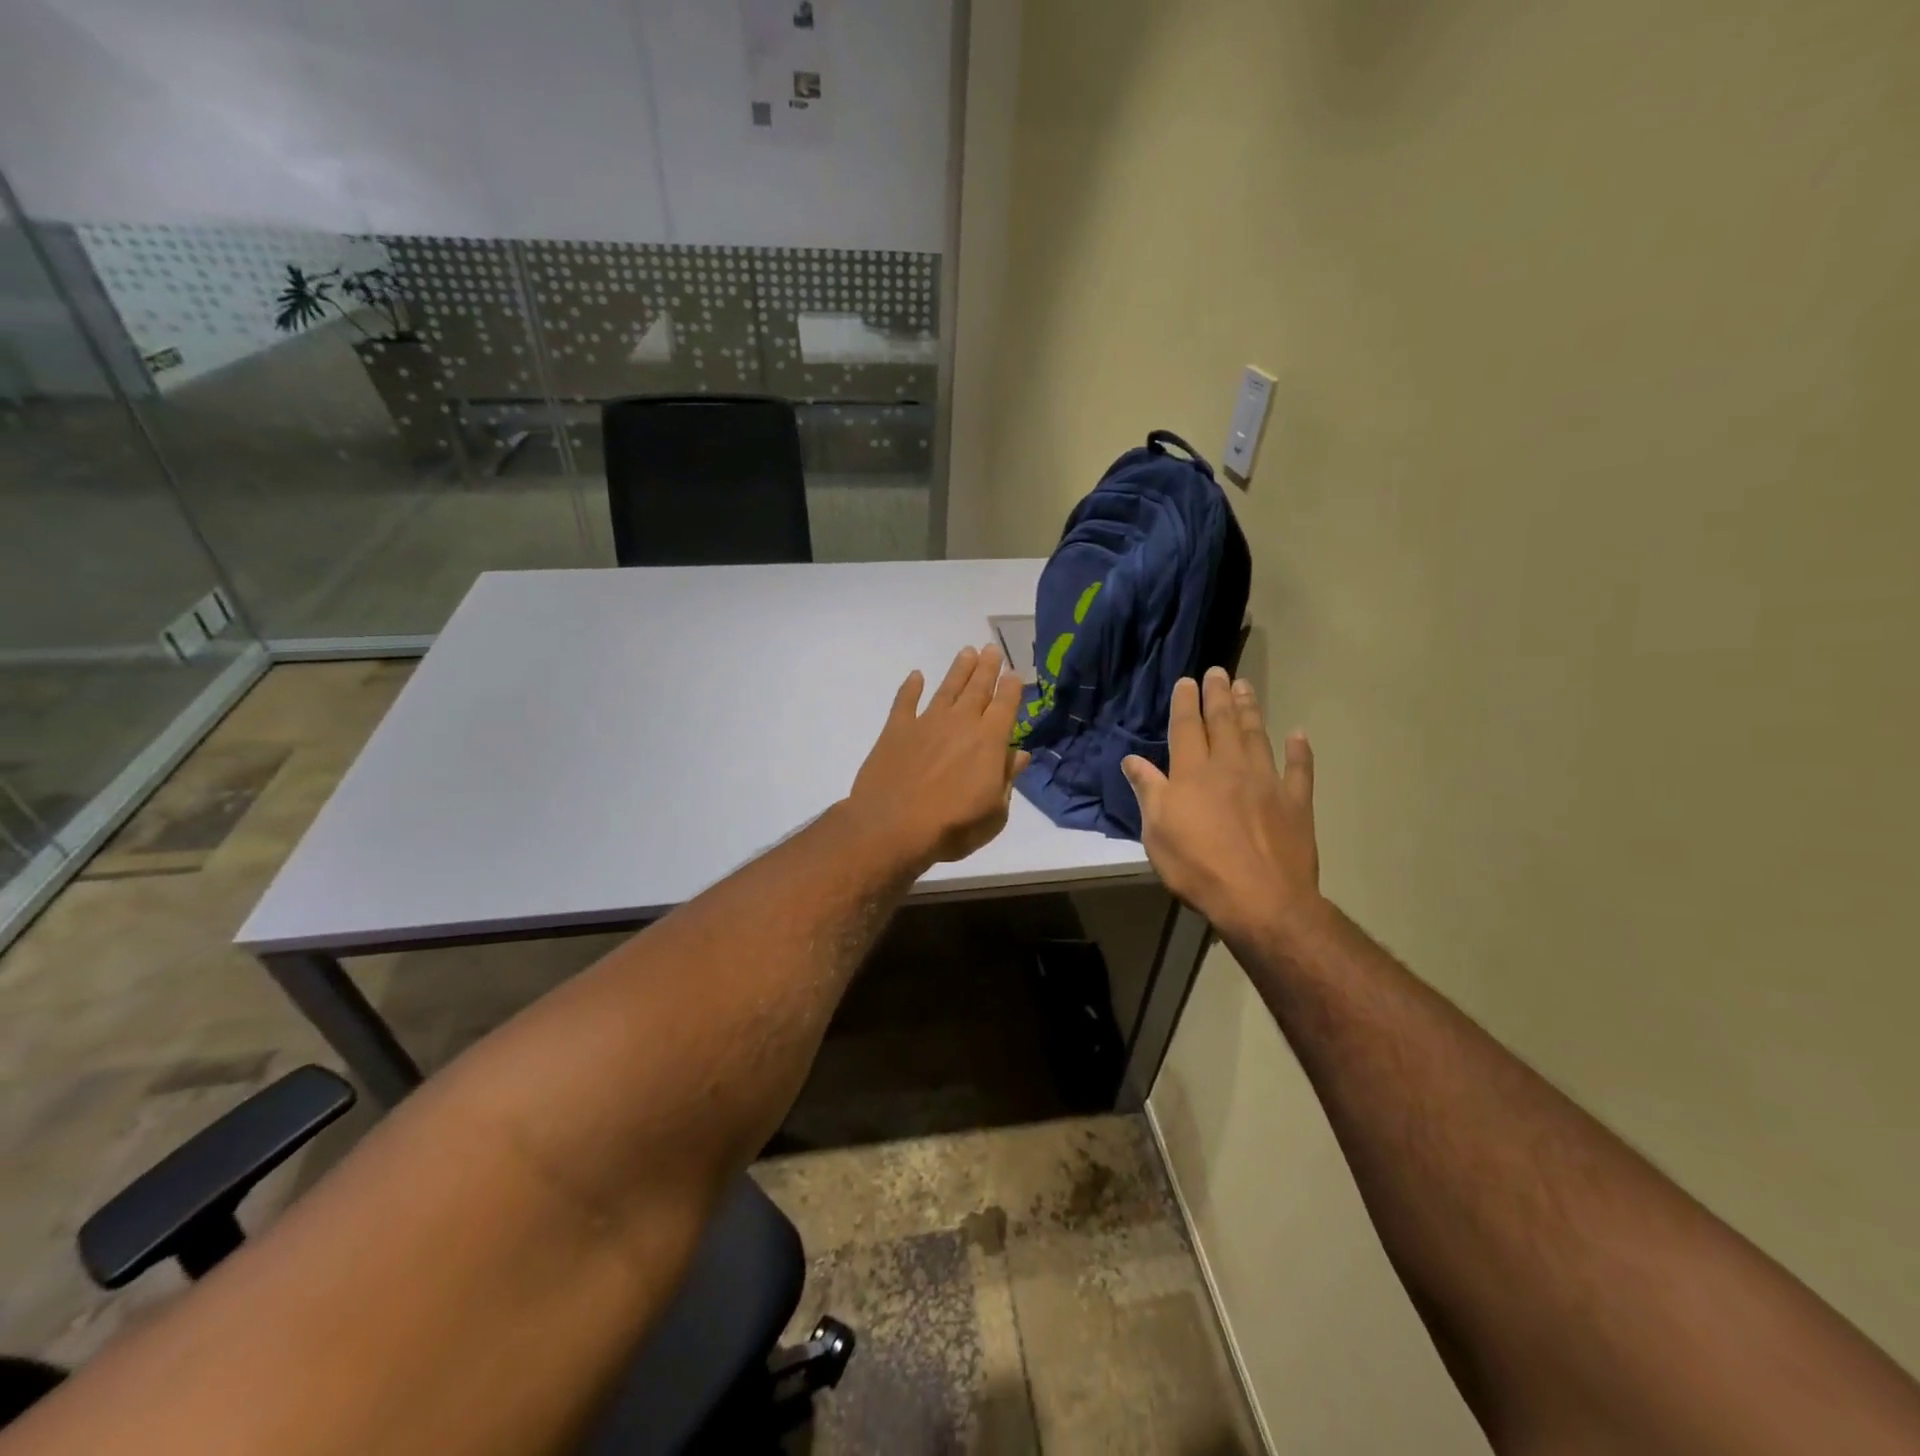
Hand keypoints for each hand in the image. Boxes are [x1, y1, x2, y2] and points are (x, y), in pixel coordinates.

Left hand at [847, 645, 1032, 867]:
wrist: (892, 828)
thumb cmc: (952, 827)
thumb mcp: (995, 813)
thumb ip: (1008, 779)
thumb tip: (1021, 755)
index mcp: (990, 741)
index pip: (1006, 705)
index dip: (1012, 688)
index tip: (1014, 673)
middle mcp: (961, 723)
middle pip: (978, 688)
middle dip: (987, 668)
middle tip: (992, 649)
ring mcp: (926, 722)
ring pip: (947, 688)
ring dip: (958, 669)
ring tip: (967, 652)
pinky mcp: (896, 730)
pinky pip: (905, 701)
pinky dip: (910, 687)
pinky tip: (916, 676)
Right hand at [1121, 667, 1322, 947]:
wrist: (1261, 899)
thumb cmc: (1197, 866)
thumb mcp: (1156, 832)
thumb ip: (1148, 791)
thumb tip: (1131, 759)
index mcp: (1192, 773)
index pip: (1186, 728)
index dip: (1186, 703)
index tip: (1188, 680)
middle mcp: (1229, 767)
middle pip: (1223, 723)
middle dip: (1219, 695)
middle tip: (1219, 671)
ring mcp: (1267, 782)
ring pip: (1257, 736)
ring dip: (1250, 710)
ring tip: (1246, 686)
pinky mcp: (1295, 803)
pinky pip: (1299, 770)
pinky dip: (1300, 751)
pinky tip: (1299, 735)